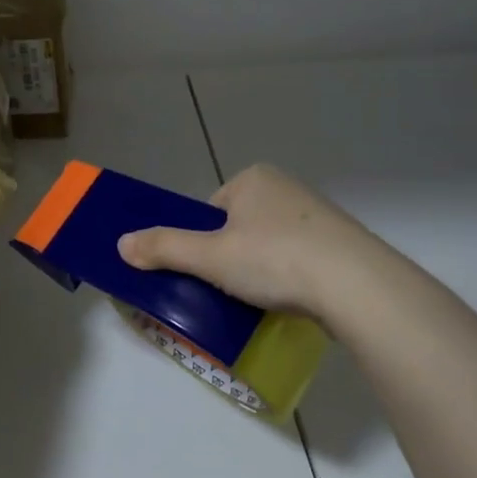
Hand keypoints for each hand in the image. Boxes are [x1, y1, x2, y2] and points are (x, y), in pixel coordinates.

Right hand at [116, 164, 386, 319]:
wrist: (356, 284)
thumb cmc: (275, 258)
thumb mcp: (209, 256)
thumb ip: (164, 248)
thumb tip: (121, 244)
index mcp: (253, 178)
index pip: (212, 210)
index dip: (203, 241)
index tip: (209, 271)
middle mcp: (286, 187)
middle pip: (240, 227)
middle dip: (233, 256)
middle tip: (232, 289)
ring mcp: (318, 215)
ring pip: (271, 244)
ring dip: (263, 269)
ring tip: (262, 299)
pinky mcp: (342, 243)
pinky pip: (301, 258)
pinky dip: (291, 277)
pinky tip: (293, 299)